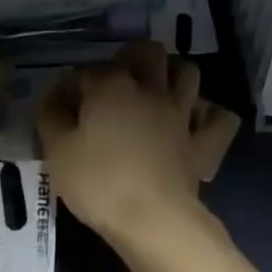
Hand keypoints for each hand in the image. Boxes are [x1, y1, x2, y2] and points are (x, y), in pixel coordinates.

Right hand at [38, 41, 226, 244]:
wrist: (153, 219)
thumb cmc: (100, 183)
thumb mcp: (58, 153)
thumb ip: (51, 119)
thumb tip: (53, 100)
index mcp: (112, 86)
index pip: (86, 72)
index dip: (70, 86)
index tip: (59, 108)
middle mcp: (150, 88)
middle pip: (147, 52)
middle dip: (132, 57)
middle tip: (117, 79)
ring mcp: (180, 112)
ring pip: (187, 72)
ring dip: (174, 73)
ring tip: (158, 88)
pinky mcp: (201, 141)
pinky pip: (220, 119)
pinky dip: (211, 115)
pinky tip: (198, 120)